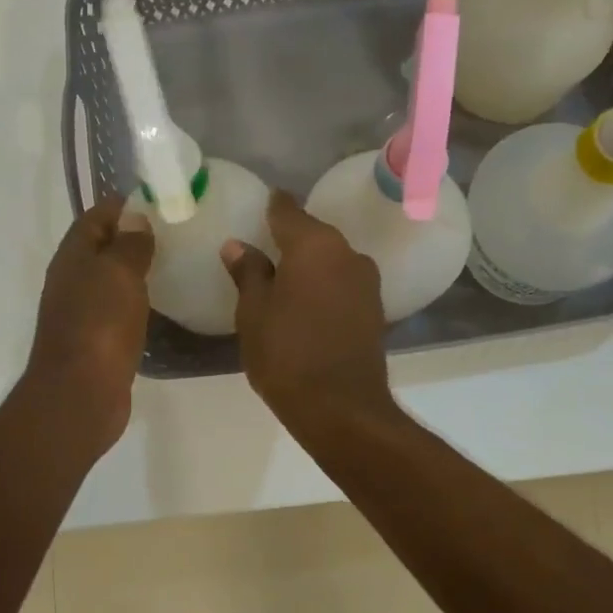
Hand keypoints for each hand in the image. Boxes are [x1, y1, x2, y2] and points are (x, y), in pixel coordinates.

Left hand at [23, 195, 154, 456]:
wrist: (81, 393)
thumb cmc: (100, 325)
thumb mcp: (118, 273)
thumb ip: (129, 244)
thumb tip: (134, 218)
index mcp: (73, 257)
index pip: (95, 217)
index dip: (123, 206)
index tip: (159, 201)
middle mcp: (72, 281)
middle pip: (101, 248)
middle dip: (132, 237)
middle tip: (174, 233)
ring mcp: (81, 313)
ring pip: (109, 280)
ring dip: (134, 270)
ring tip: (173, 264)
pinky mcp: (96, 341)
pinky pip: (117, 309)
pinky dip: (136, 300)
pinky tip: (160, 303)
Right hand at [220, 191, 396, 436]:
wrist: (341, 408)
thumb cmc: (286, 354)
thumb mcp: (254, 312)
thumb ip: (248, 273)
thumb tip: (238, 245)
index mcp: (314, 245)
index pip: (288, 211)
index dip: (272, 206)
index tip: (261, 204)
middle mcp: (347, 253)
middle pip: (314, 235)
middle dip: (290, 239)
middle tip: (263, 247)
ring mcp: (366, 282)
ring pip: (331, 261)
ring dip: (310, 265)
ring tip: (283, 279)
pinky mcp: (374, 309)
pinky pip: (342, 284)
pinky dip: (324, 287)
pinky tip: (307, 303)